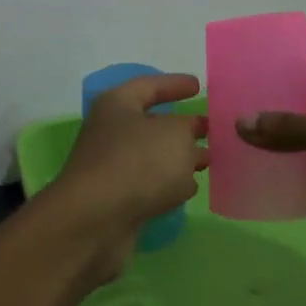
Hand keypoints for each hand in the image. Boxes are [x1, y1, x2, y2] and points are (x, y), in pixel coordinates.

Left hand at [47, 73, 208, 281]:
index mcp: (118, 105)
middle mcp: (111, 132)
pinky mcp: (117, 199)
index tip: (198, 86)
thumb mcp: (175, 135)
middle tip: (210, 129)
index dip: (174, 84)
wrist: (96, 221)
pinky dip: (168, 184)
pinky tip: (189, 188)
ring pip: (153, 156)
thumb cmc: (138, 164)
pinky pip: (149, 184)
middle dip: (182, 126)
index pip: (150, 85)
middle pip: (152, 123)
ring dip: (179, 158)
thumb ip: (188, 129)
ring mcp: (112, 167)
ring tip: (208, 161)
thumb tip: (187, 137)